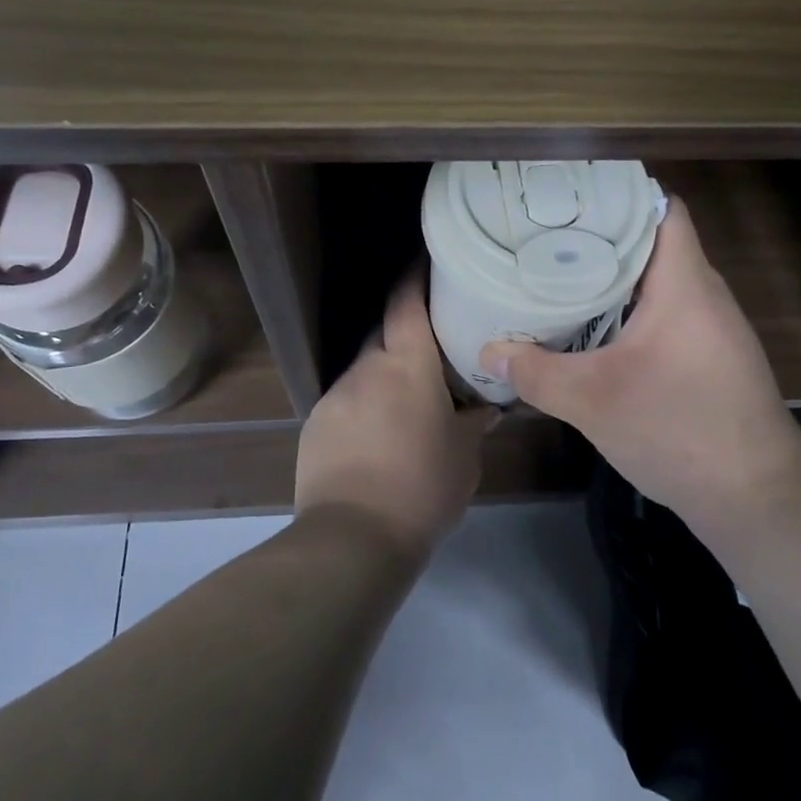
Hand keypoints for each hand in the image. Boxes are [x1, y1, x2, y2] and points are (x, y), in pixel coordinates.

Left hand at [295, 270, 495, 557]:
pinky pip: (346, 400)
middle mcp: (367, 368)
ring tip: (405, 404)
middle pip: (385, 333)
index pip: (406, 303)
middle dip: (404, 334)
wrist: (353, 538)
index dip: (414, 277)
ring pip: (365, 369)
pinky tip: (376, 437)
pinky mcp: (315, 423)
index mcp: (407, 365)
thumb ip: (474, 423)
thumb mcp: (464, 456)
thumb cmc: (423, 487)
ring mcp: (335, 395)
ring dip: (384, 376)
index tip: (424, 262)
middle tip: (430, 350)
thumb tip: (485, 407)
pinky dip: (363, 405)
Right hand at [479, 197, 800, 535]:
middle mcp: (705, 293)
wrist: (757, 498)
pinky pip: (667, 311)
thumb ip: (537, 373)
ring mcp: (712, 326)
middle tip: (548, 238)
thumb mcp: (594, 401)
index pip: (663, 208)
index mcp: (685, 283)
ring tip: (562, 274)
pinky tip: (597, 327)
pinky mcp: (711, 356)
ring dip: (616, 277)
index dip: (619, 194)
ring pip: (660, 280)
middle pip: (655, 242)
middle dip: (603, 237)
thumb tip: (489, 352)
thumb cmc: (679, 429)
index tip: (570, 199)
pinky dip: (632, 309)